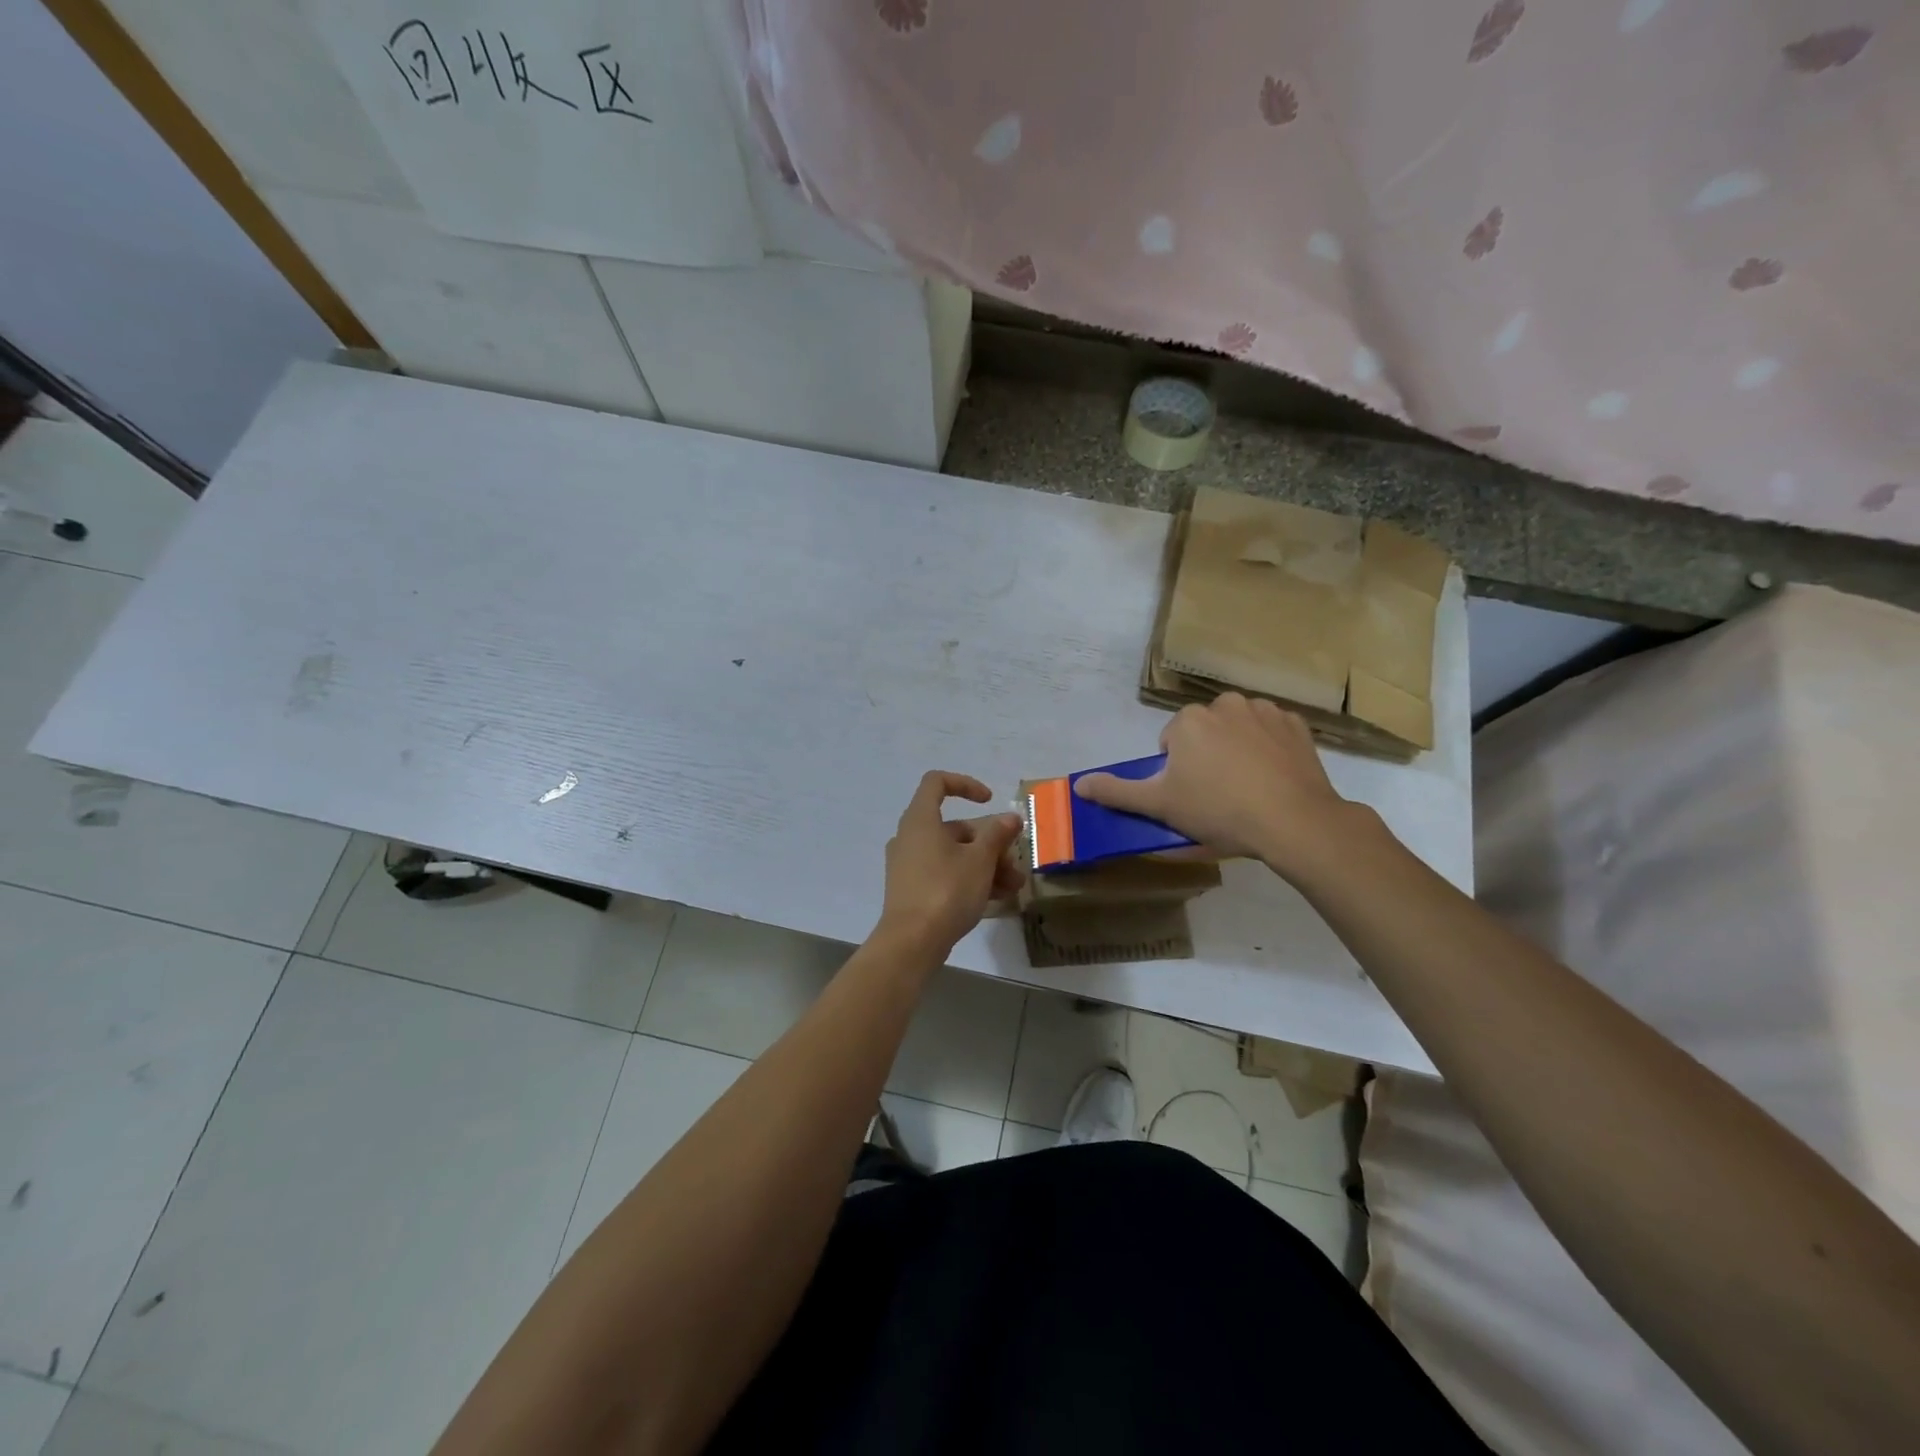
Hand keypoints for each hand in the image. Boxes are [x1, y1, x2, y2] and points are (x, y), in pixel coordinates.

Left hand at [876, 772, 1024, 956]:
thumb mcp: (980, 860)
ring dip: (985, 865)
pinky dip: (969, 879)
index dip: (966, 784)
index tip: (990, 801)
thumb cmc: (946, 890)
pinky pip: (944, 874)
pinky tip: (996, 898)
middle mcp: (910, 837)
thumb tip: (1010, 818)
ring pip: (953, 854)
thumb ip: (997, 834)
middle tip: (1014, 863)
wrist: (912, 942)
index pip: (937, 783)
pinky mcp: (911, 889)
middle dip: (989, 842)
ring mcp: (908, 865)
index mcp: (920, 820)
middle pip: (954, 827)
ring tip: (1013, 887)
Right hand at [1074, 694, 1357, 878]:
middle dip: (1207, 755)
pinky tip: (1274, 777)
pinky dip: (1270, 748)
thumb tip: (1079, 784)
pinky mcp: (1297, 724)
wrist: (1293, 821)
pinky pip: (1272, 732)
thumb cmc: (1219, 811)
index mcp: (1188, 721)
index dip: (1178, 772)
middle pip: (1205, 731)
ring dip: (1237, 748)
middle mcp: (1224, 704)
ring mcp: (1265, 710)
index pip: (1172, 742)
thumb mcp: (1160, 806)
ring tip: (1248, 787)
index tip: (1192, 797)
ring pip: (1238, 728)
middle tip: (1218, 795)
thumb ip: (1117, 792)